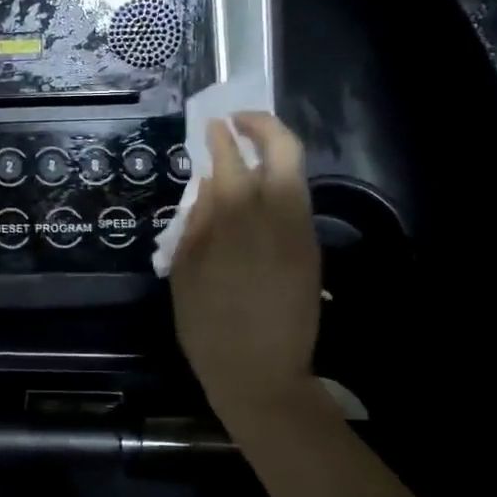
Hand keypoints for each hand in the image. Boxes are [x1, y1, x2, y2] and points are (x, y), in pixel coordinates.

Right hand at [170, 113, 320, 420]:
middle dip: (263, 126)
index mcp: (236, 222)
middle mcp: (276, 216)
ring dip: (273, 152)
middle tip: (238, 122)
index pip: (232, 160)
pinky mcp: (311, 250)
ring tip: (246, 152)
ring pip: (296, 173)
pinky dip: (279, 183)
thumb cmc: (208, 326)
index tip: (211, 124)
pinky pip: (297, 201)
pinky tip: (257, 194)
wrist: (261, 375)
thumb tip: (209, 183)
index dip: (221, 137)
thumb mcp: (185, 272)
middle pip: (284, 151)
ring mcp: (300, 232)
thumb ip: (196, 221)